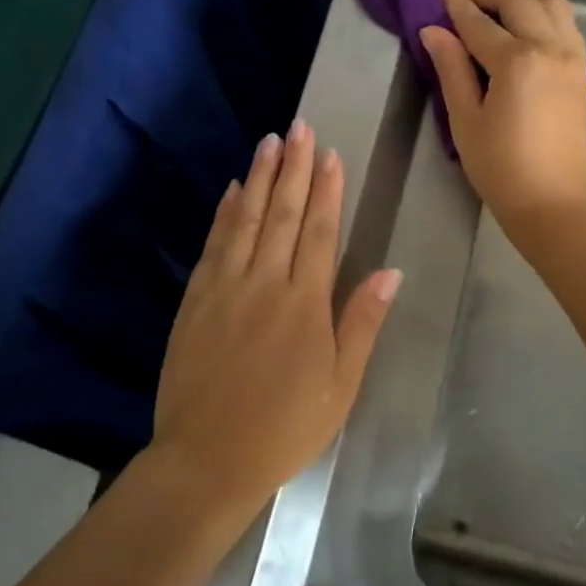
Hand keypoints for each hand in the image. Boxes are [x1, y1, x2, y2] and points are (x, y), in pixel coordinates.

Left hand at [148, 120, 400, 520]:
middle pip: (281, 214)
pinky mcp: (195, 301)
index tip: (329, 154)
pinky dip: (223, 214)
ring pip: (244, 220)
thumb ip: (362, 323)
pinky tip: (230, 191)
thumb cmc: (285, 427)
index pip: (318, 232)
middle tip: (299, 127)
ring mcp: (224, 288)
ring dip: (258, 178)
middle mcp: (264, 284)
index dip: (326, 190)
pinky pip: (213, 245)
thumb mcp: (340, 385)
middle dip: (293, 168)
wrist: (207, 459)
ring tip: (269, 142)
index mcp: (305, 304)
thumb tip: (390, 271)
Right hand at [419, 0, 585, 238]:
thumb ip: (451, 69)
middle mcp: (551, 48)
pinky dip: (544, 16)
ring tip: (496, 13)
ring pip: (552, 5)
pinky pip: (567, 26)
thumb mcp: (466, 121)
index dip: (457, 1)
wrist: (556, 204)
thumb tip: (434, 31)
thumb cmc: (501, 169)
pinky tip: (526, 34)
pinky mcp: (584, 73)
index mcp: (517, 61)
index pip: (479, 21)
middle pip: (520, 0)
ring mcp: (574, 58)